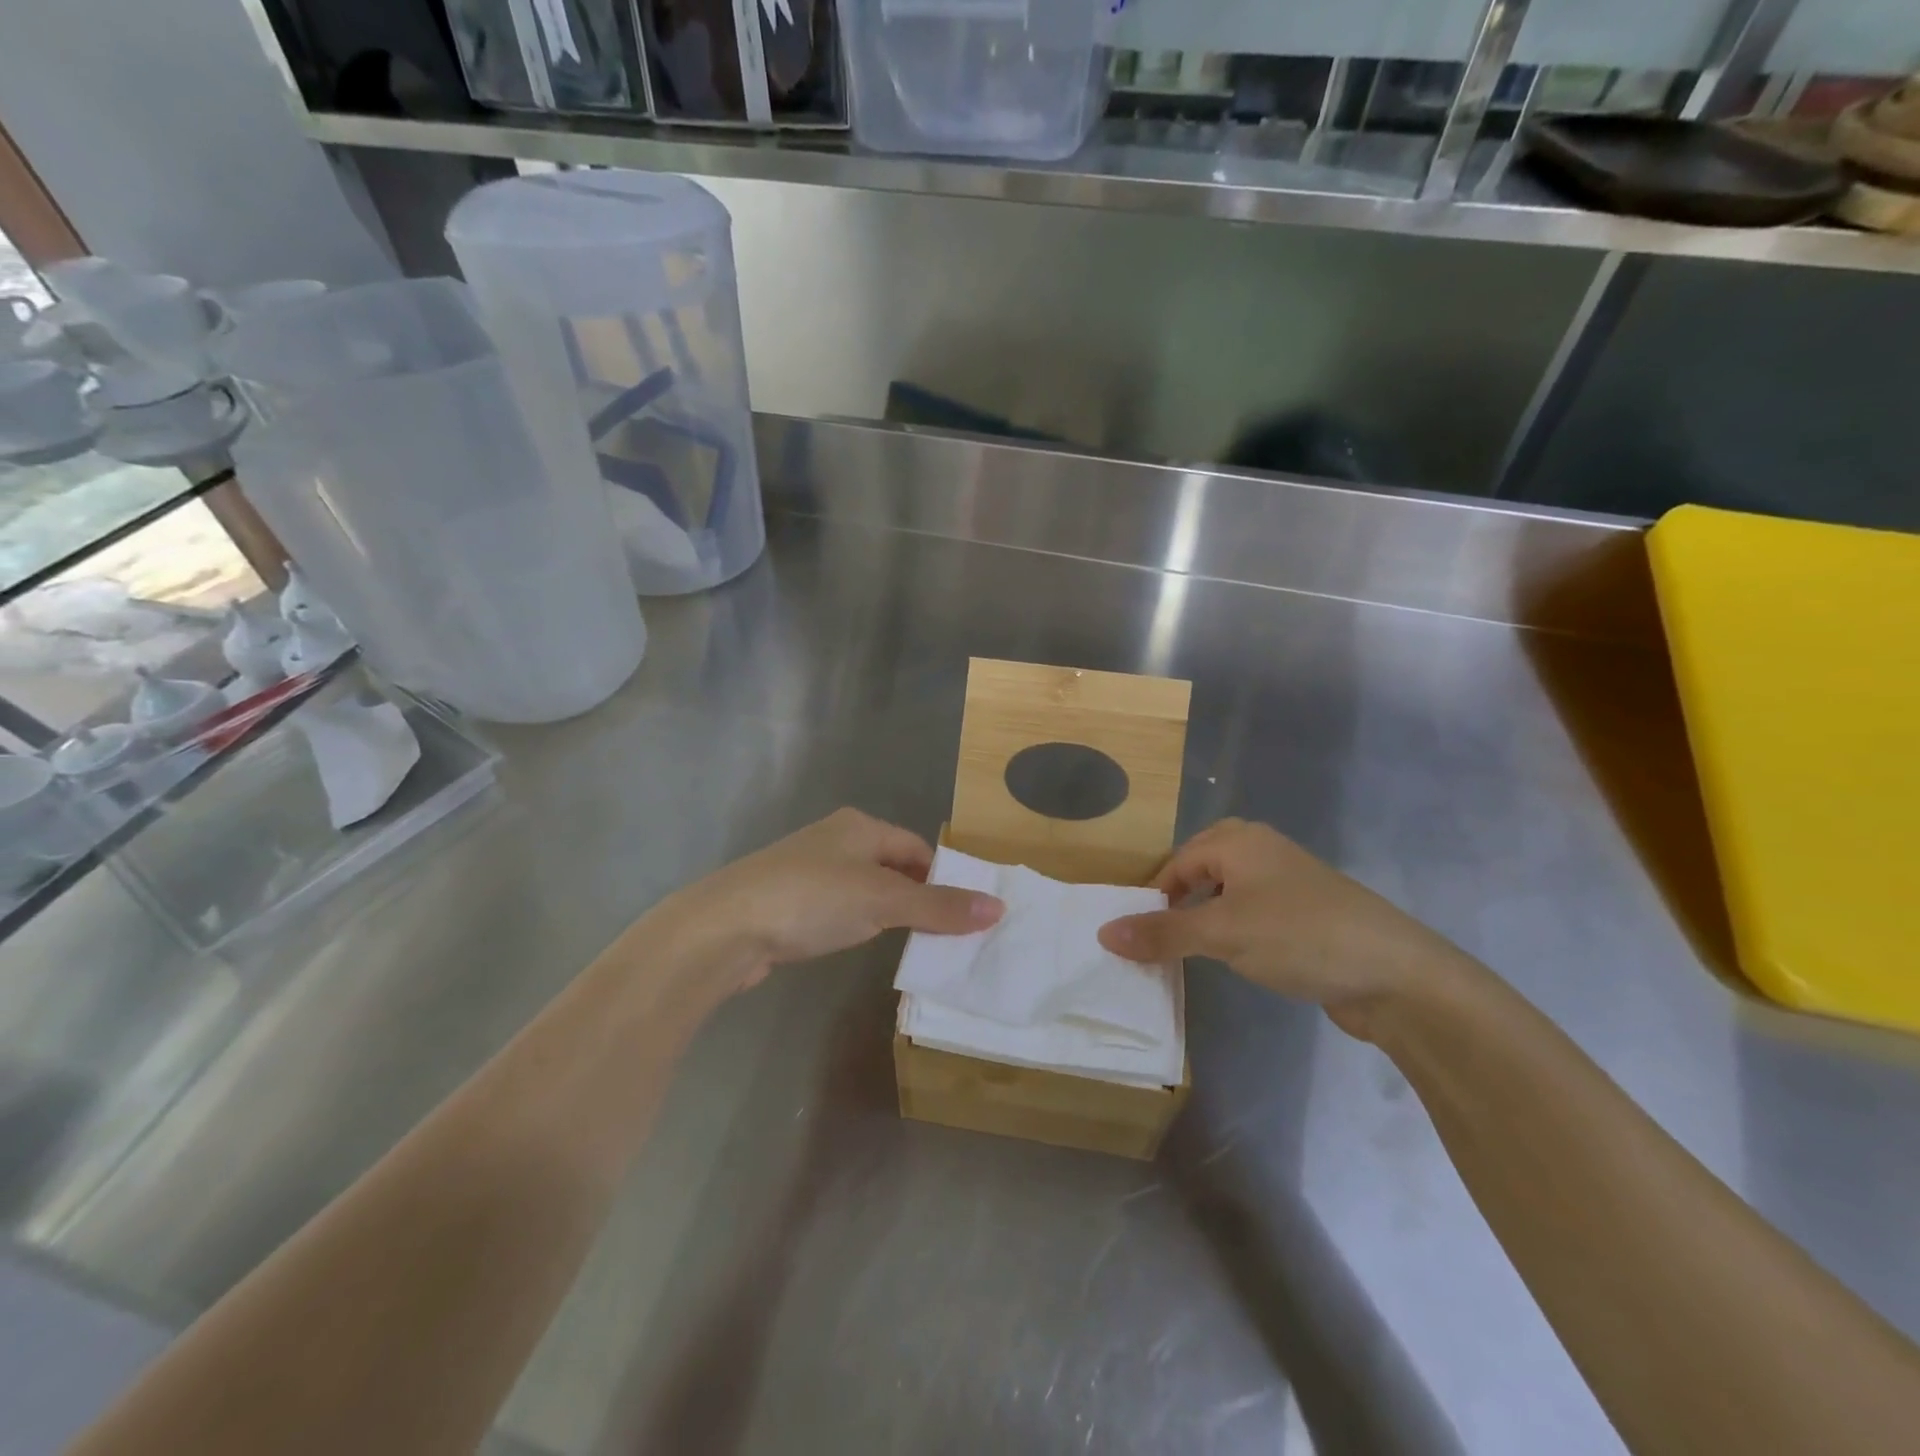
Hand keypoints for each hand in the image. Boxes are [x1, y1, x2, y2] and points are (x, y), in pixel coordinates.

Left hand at [662, 809, 1003, 990]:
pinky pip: (839, 909)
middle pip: (892, 867)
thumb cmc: (811, 900)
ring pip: (865, 889)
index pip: (917, 848)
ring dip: (888, 913)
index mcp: (860, 827)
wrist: (723, 928)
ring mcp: (809, 872)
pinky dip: (857, 925)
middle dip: (918, 897)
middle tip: (947, 936)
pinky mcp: (788, 903)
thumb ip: (938, 906)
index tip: (965, 914)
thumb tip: (998, 908)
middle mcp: (835, 841)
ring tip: (913, 946)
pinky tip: (860, 945)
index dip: (943, 877)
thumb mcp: (883, 901)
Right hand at [1096, 819, 1474, 1034]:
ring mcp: (1289, 882)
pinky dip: (1235, 928)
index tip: (1141, 933)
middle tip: (1163, 931)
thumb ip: (1162, 933)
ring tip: (1192, 945)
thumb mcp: (1222, 934)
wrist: (1396, 975)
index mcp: (1240, 841)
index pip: (1178, 861)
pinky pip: (1254, 911)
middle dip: (1180, 895)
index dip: (1155, 895)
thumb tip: (1103, 932)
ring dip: (1207, 912)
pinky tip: (1236, 955)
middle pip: (1204, 864)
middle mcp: (1263, 851)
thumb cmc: (1299, 937)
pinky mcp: (1308, 914)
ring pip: (1230, 888)